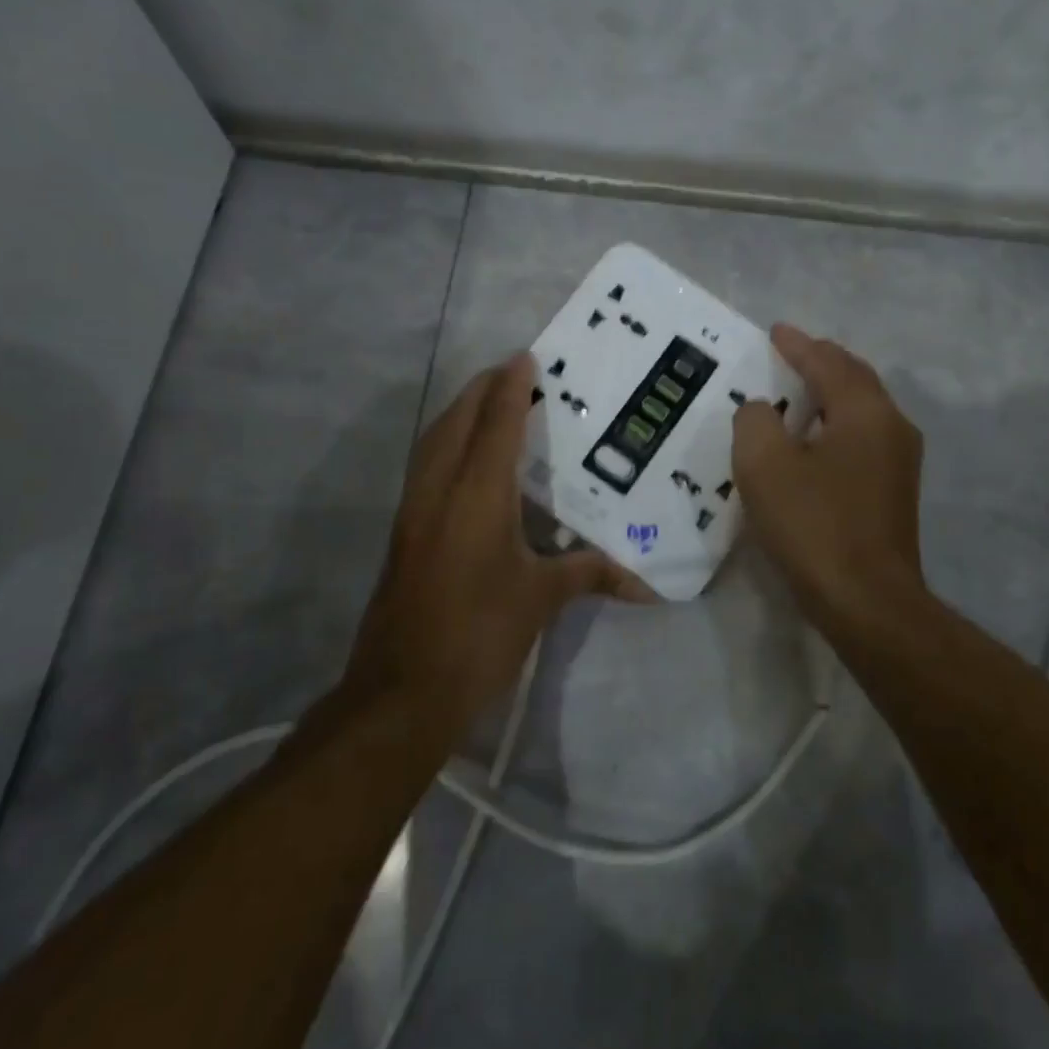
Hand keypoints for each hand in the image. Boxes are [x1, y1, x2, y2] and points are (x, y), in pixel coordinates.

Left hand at [337, 354, 650, 738]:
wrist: (401, 691)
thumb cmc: (478, 633)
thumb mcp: (540, 600)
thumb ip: (590, 576)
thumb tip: (647, 585)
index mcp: (477, 494)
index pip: (496, 423)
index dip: (512, 387)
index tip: (527, 358)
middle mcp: (440, 489)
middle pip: (457, 420)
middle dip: (482, 389)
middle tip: (513, 373)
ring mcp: (415, 510)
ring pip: (434, 440)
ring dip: (460, 413)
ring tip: (489, 402)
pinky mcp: (404, 532)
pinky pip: (426, 465)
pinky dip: (447, 443)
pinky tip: (466, 459)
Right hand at [732, 325, 928, 622]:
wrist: (868, 603)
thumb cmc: (814, 526)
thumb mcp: (765, 466)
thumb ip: (756, 421)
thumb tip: (763, 411)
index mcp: (864, 412)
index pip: (828, 362)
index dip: (798, 344)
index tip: (775, 331)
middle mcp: (891, 426)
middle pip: (854, 378)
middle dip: (820, 361)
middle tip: (789, 352)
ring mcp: (899, 460)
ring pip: (862, 408)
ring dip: (830, 392)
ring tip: (797, 389)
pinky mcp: (894, 490)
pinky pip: (862, 436)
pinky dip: (836, 422)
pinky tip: (813, 439)